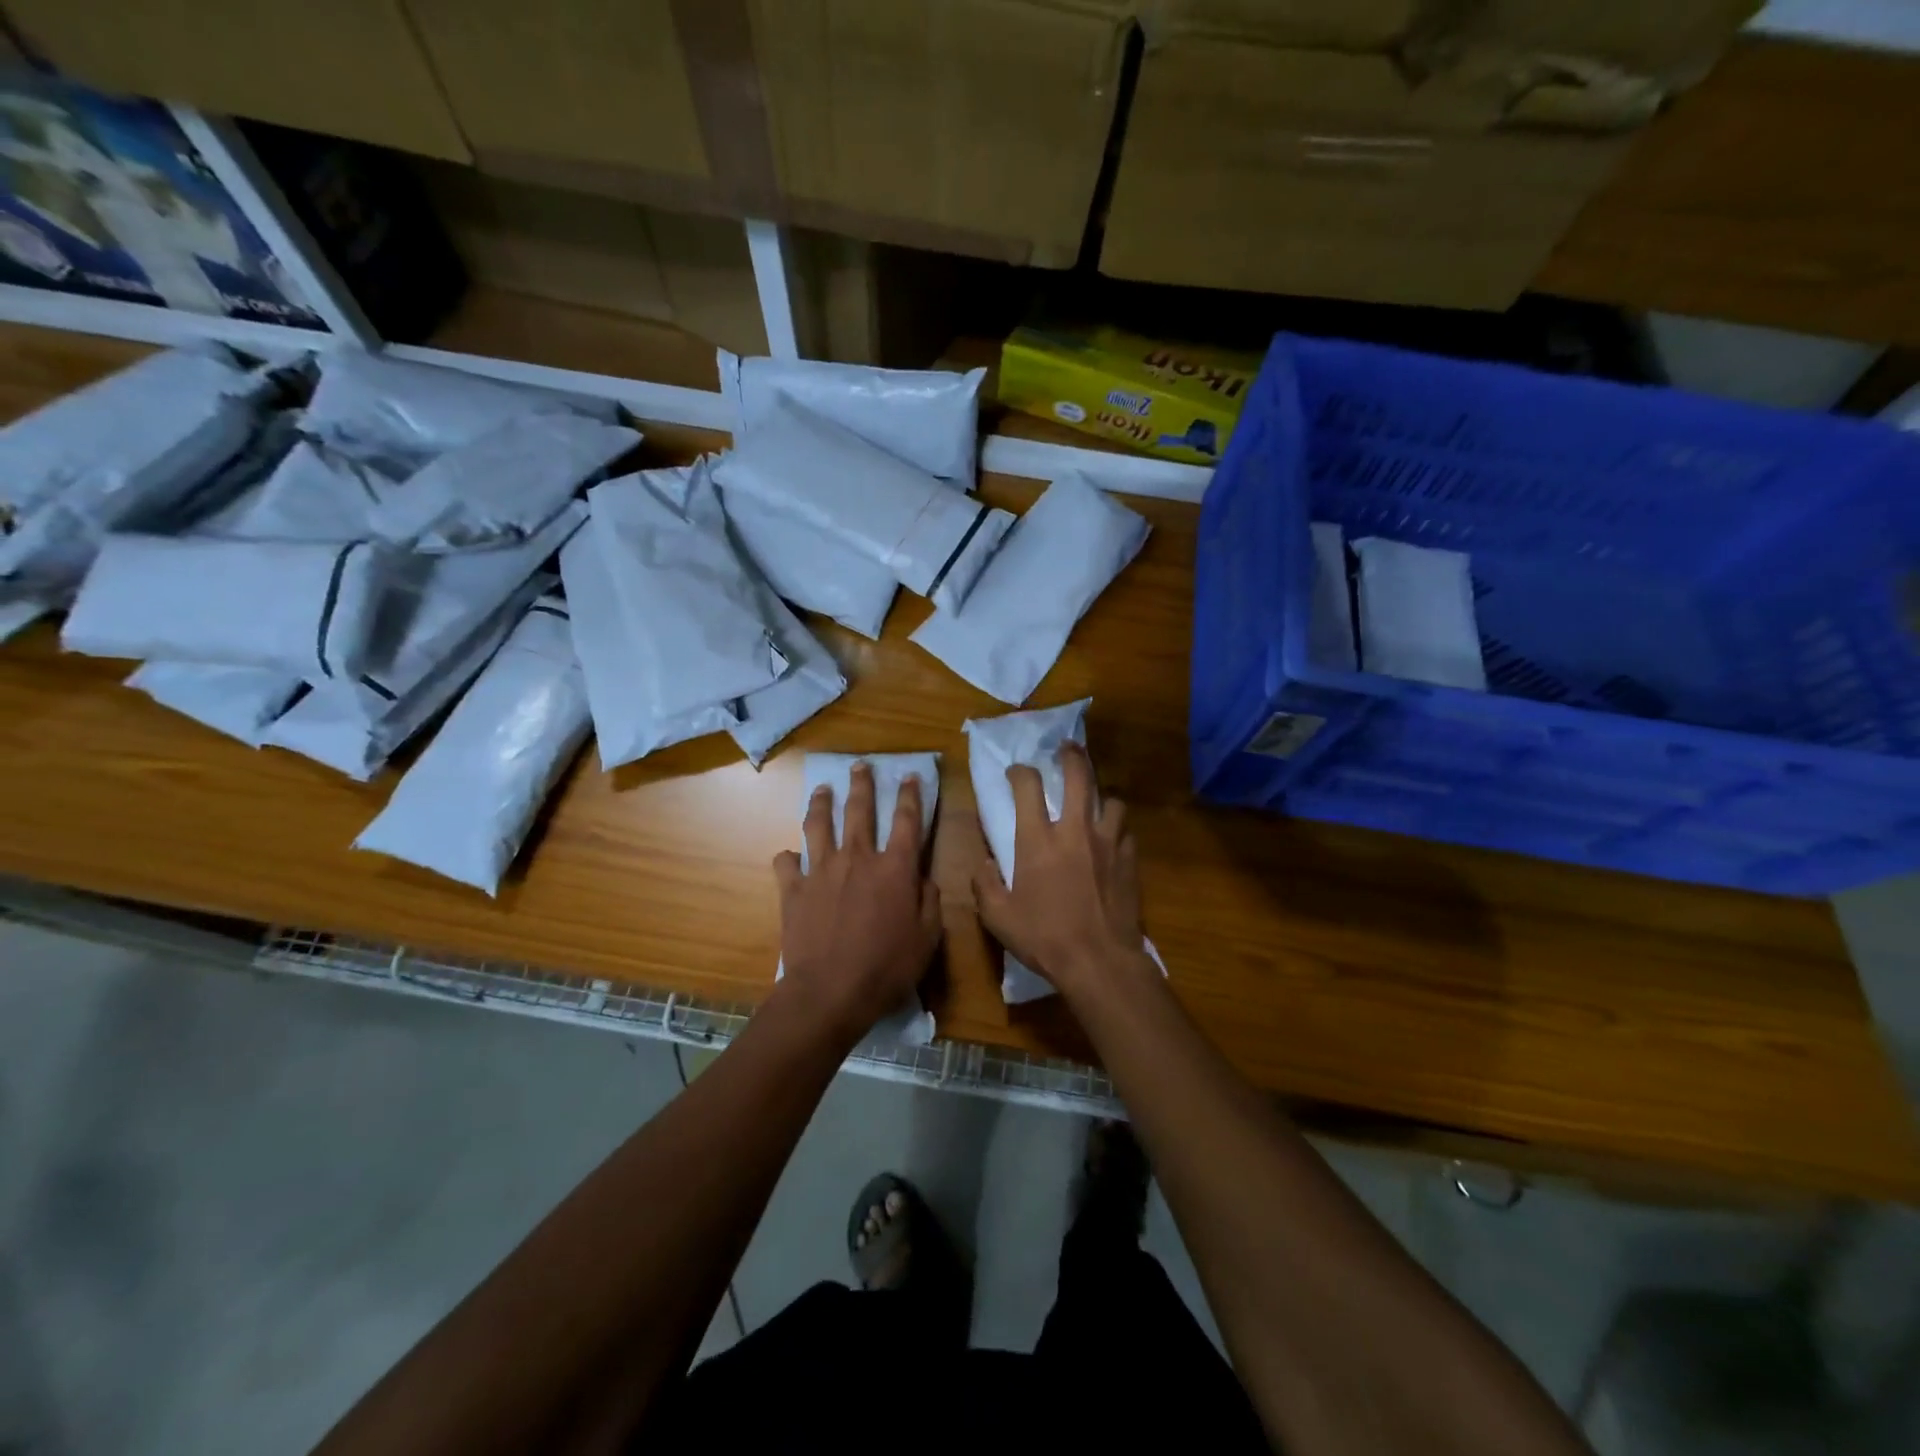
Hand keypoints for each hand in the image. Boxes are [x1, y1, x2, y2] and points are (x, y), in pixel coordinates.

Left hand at [773, 764, 942, 1040]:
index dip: (910, 796)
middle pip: (859, 811)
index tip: (909, 775)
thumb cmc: (887, 967)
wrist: (829, 992)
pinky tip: (788, 855)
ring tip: (822, 789)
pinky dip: (788, 857)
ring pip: (819, 825)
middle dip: (861, 784)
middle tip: (859, 766)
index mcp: (895, 868)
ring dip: (821, 803)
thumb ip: (928, 901)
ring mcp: (821, 871)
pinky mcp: (794, 889)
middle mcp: (858, 858)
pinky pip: (787, 863)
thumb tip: (923, 878)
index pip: (907, 821)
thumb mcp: (927, 939)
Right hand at [972, 743, 1150, 1003]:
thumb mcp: (998, 917)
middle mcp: (1075, 831)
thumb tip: (983, 864)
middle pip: (1079, 776)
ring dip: (1101, 796)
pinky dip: (1117, 830)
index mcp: (1038, 840)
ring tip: (1096, 801)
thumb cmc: (1044, 937)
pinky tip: (1112, 840)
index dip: (1020, 772)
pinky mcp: (1130, 861)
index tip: (1016, 772)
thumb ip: (985, 885)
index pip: (1027, 787)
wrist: (1099, 961)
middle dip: (1072, 756)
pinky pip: (1126, 832)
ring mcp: (1108, 843)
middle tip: (1067, 748)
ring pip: (1112, 800)